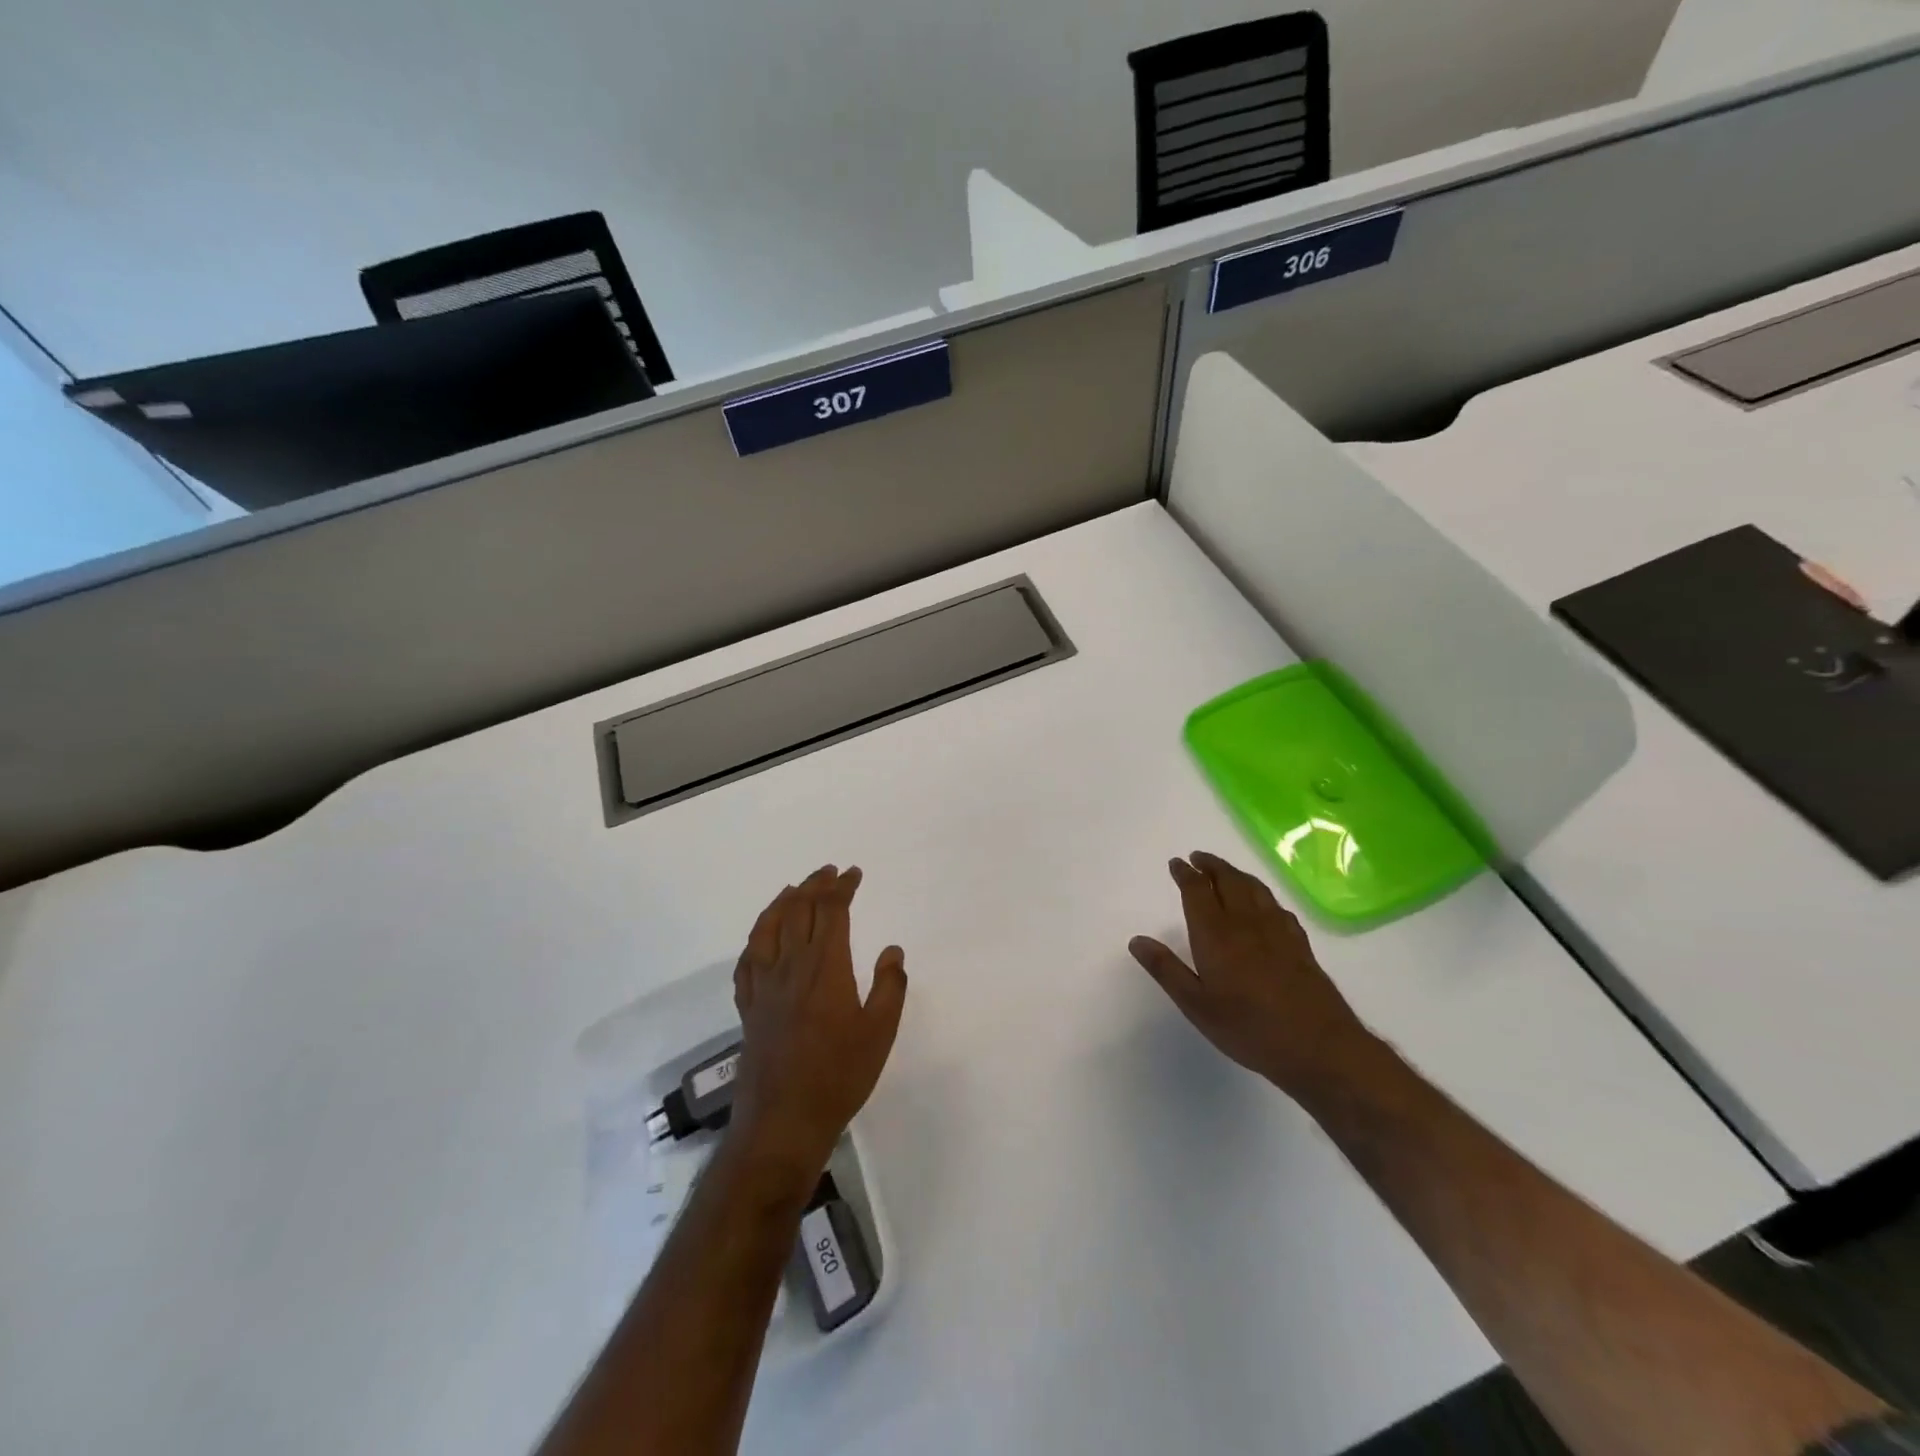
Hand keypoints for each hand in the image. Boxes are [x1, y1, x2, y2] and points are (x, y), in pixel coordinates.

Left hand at [728, 865, 907, 1180]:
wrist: (783, 1120)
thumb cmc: (840, 1075)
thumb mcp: (880, 1032)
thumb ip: (890, 987)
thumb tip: (892, 951)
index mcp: (825, 967)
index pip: (831, 912)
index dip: (842, 888)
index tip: (853, 873)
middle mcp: (791, 966)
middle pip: (799, 911)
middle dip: (815, 886)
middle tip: (830, 872)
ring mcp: (764, 986)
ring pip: (768, 928)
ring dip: (783, 902)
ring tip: (795, 889)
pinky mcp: (748, 1006)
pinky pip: (748, 959)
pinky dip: (756, 937)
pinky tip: (762, 936)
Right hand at [1129, 851, 1377, 1101]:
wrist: (1318, 1046)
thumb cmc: (1248, 1028)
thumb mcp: (1196, 1005)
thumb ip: (1166, 969)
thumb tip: (1137, 940)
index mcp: (1216, 934)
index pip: (1197, 891)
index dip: (1185, 874)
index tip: (1176, 863)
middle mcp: (1246, 922)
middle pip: (1228, 880)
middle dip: (1211, 865)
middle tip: (1198, 858)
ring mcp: (1277, 930)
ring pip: (1254, 888)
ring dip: (1236, 874)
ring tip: (1225, 871)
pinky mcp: (1299, 943)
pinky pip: (1276, 906)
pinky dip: (1262, 894)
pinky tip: (1263, 904)